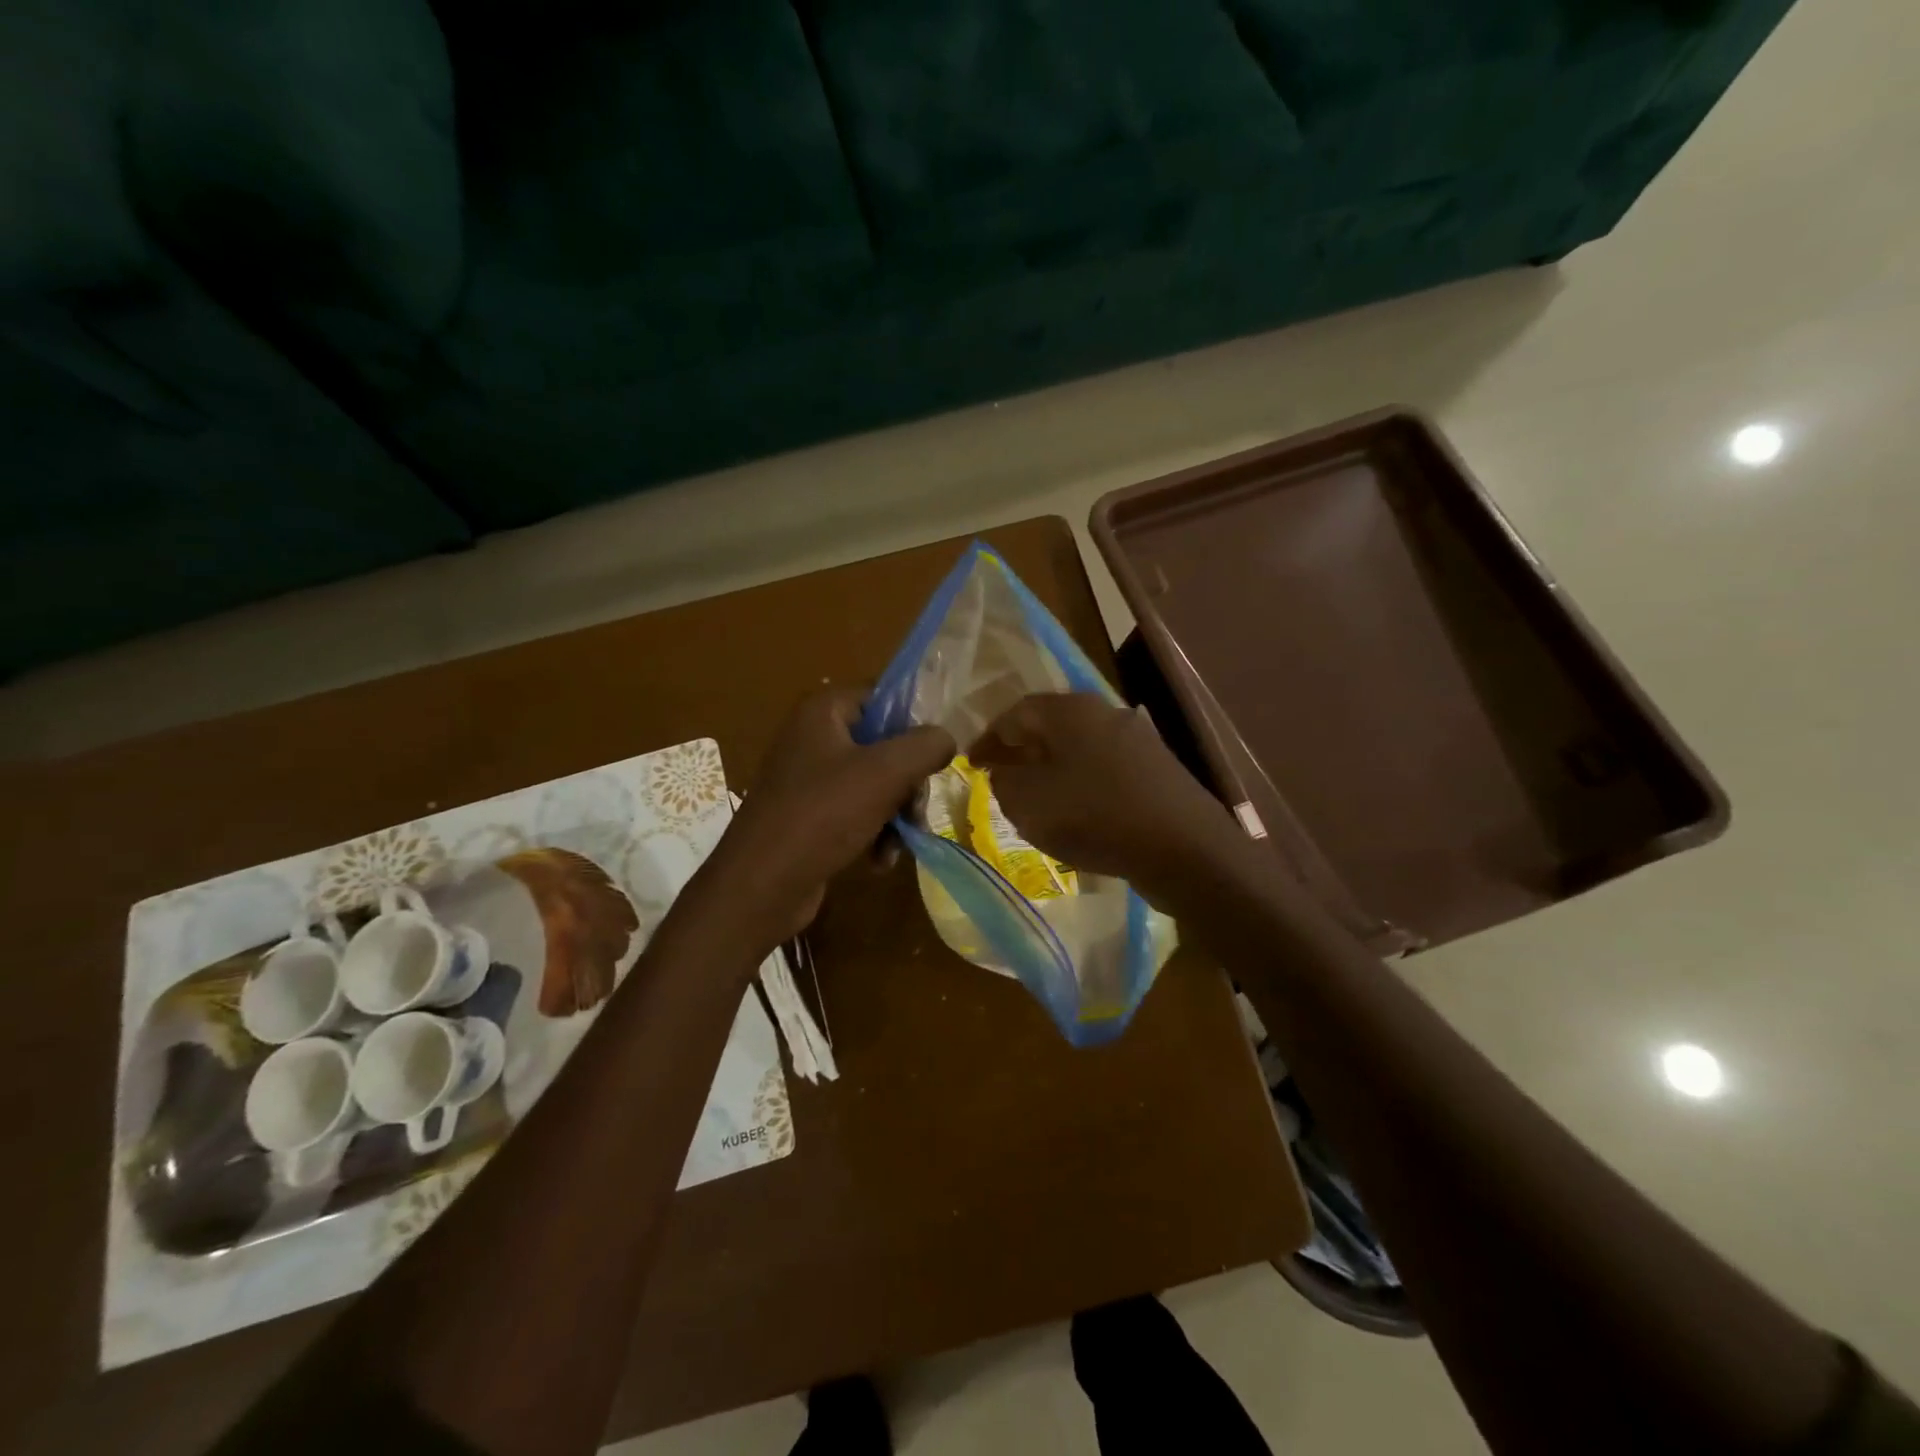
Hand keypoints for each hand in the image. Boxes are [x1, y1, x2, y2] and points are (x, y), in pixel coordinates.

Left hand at [691, 687, 954, 951]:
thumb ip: (926, 746)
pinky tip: (880, 861)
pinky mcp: (810, 816)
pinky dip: (875, 833)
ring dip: (896, 815)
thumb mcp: (885, 772)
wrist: (759, 886)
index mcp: (824, 712)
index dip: (915, 723)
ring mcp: (810, 779)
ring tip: (899, 845)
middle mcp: (814, 737)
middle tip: (916, 811)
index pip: (884, 697)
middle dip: (908, 783)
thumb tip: (946, 740)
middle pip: (885, 745)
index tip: (936, 756)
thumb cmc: (822, 815)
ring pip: (876, 783)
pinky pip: (857, 812)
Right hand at [969, 692, 1242, 908]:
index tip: (971, 763)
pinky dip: (1080, 783)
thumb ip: (1004, 782)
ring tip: (1034, 797)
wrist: (1184, 848)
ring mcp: (1136, 739)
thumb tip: (1004, 772)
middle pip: (1050, 726)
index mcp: (1070, 710)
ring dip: (1051, 768)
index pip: (1016, 712)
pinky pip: (1104, 768)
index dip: (989, 738)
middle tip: (1000, 776)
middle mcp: (1104, 712)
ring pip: (1078, 748)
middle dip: (1021, 750)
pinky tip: (1076, 811)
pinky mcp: (1156, 769)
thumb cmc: (1095, 817)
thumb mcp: (1029, 803)